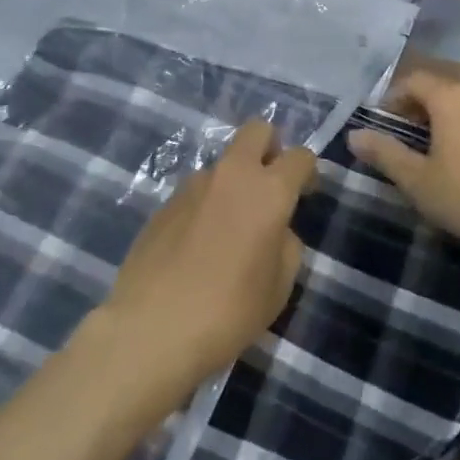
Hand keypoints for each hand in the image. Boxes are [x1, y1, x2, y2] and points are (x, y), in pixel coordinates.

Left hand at [101, 122, 316, 392]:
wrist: (151, 329)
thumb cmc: (229, 311)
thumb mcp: (279, 286)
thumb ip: (286, 244)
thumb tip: (275, 230)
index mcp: (268, 190)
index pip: (300, 156)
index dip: (308, 171)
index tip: (305, 195)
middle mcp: (232, 174)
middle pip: (257, 130)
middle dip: (270, 147)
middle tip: (269, 185)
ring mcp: (193, 184)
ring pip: (224, 163)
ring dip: (233, 181)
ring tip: (228, 229)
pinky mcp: (164, 202)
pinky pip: (196, 191)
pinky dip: (205, 205)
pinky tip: (198, 246)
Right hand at [347, 72, 459, 266]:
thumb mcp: (417, 179)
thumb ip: (385, 154)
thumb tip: (354, 135)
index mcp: (450, 98)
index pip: (415, 80)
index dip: (393, 97)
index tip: (379, 122)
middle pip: (441, 92)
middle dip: (417, 111)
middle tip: (400, 139)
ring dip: (444, 126)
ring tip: (431, 155)